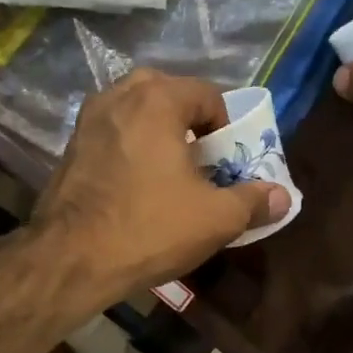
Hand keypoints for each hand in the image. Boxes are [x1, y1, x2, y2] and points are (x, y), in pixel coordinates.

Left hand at [31, 69, 288, 307]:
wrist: (72, 259)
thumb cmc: (150, 228)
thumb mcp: (216, 218)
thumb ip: (253, 201)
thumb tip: (282, 196)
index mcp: (157, 99)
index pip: (207, 94)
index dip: (227, 126)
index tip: (228, 160)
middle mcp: (118, 96)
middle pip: (168, 95)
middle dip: (190, 122)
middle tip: (201, 159)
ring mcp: (88, 120)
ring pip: (135, 112)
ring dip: (158, 132)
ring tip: (170, 171)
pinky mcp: (69, 148)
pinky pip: (112, 133)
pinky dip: (130, 146)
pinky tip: (136, 184)